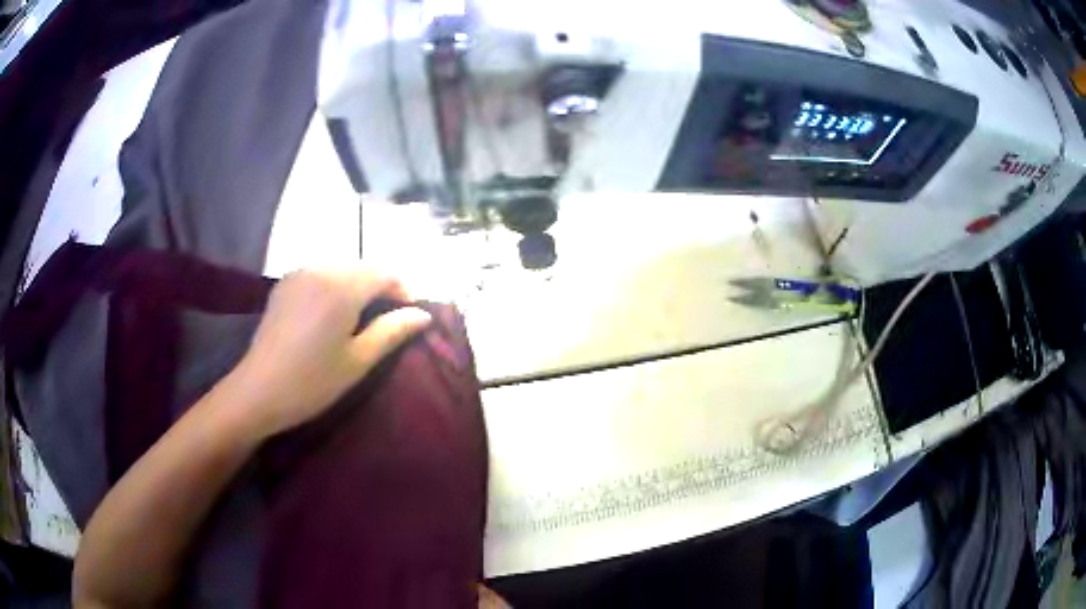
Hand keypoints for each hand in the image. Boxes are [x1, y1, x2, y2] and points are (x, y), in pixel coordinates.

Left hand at [224, 267, 431, 439]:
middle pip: (363, 268)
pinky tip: (333, 314)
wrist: (258, 391)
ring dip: (359, 287)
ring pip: (341, 270)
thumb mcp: (358, 360)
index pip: (385, 272)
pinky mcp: (285, 284)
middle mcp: (321, 269)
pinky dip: (335, 287)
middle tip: (392, 320)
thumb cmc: (313, 381)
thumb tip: (423, 315)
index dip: (405, 289)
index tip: (414, 315)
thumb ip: (392, 331)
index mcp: (342, 286)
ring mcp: (299, 274)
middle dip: (382, 287)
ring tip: (364, 318)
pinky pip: (320, 275)